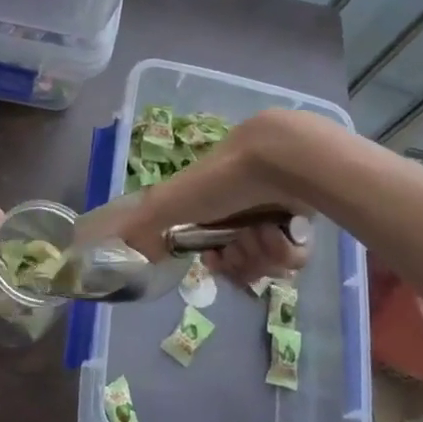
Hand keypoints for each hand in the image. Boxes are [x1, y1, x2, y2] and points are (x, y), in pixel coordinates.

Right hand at [113, 109, 315, 283]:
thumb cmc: (221, 180)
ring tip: (266, 230)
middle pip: (240, 260)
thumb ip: (141, 228)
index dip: (214, 262)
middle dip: (239, 260)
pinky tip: (286, 231)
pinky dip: (288, 248)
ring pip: (268, 261)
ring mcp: (273, 215)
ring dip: (263, 252)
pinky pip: (295, 255)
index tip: (214, 260)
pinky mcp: (305, 219)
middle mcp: (241, 211)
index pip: (212, 250)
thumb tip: (117, 253)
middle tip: (242, 244)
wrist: (279, 159)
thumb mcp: (169, 202)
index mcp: (211, 206)